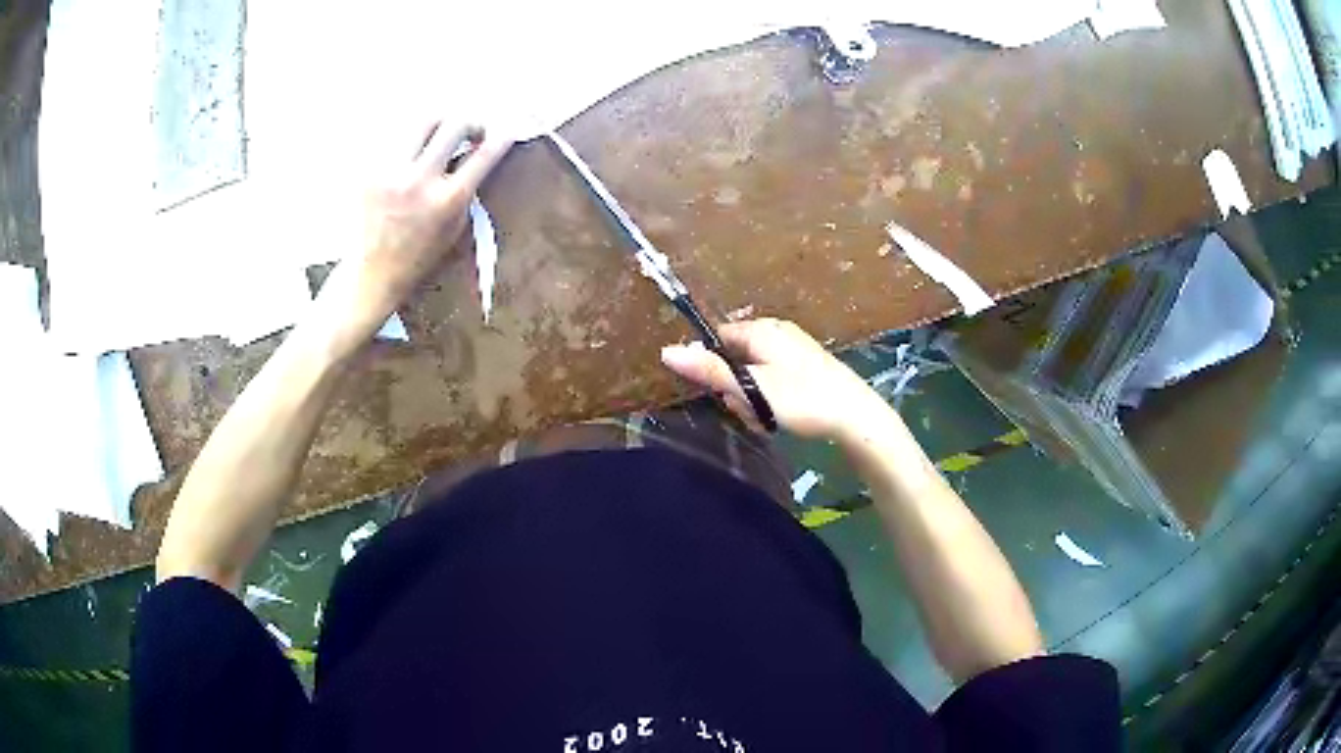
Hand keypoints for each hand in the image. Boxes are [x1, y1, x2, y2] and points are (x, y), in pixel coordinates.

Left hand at [337, 120, 511, 327]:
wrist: (376, 272)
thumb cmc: (422, 254)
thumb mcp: (456, 225)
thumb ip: (467, 187)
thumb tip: (475, 150)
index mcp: (447, 200)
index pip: (484, 154)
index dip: (501, 137)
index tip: (506, 132)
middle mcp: (419, 182)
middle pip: (454, 125)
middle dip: (471, 124)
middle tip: (471, 133)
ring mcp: (392, 173)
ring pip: (423, 122)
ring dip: (440, 124)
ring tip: (441, 136)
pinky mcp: (371, 171)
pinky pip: (397, 139)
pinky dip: (411, 142)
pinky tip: (411, 156)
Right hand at [660, 318, 897, 443]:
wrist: (856, 416)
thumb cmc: (802, 398)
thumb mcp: (752, 387)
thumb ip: (711, 370)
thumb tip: (666, 352)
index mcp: (761, 329)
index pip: (718, 339)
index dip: (712, 367)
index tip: (720, 393)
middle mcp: (777, 332)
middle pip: (736, 358)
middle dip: (736, 389)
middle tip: (750, 412)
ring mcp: (794, 349)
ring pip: (755, 373)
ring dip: (753, 399)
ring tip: (768, 420)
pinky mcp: (806, 367)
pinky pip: (774, 380)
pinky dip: (772, 399)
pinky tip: (783, 417)